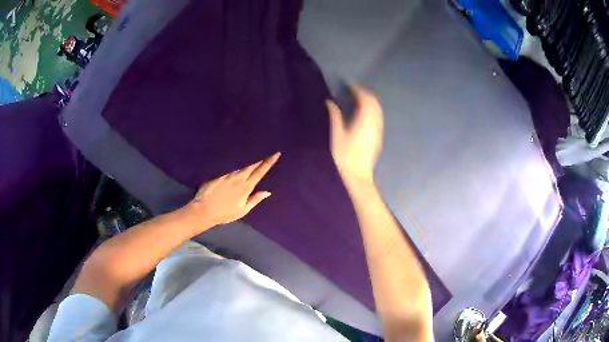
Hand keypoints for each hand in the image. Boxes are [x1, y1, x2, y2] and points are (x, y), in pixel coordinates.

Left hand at [186, 152, 280, 228]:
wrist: (204, 209)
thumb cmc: (225, 213)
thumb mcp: (243, 210)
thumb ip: (255, 200)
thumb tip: (267, 192)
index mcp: (246, 187)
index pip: (260, 172)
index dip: (269, 162)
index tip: (276, 154)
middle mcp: (238, 178)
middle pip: (251, 166)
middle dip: (260, 161)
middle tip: (267, 157)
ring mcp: (228, 175)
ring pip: (241, 168)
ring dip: (248, 167)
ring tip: (253, 165)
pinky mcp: (220, 175)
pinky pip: (231, 171)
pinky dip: (237, 172)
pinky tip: (237, 174)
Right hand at [327, 86, 383, 181]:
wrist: (358, 175)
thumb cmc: (345, 156)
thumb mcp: (337, 134)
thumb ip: (335, 116)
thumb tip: (330, 102)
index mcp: (364, 121)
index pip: (365, 99)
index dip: (358, 91)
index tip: (350, 87)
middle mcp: (375, 123)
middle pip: (374, 103)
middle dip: (366, 94)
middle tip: (355, 90)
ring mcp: (378, 130)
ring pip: (378, 110)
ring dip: (370, 101)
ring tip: (360, 99)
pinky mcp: (379, 136)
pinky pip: (379, 117)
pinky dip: (373, 110)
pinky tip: (365, 112)